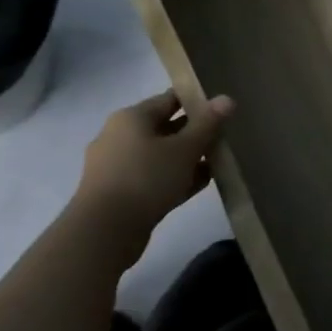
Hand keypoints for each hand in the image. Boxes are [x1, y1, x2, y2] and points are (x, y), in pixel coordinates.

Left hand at [68, 89, 232, 262]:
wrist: (104, 231)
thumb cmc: (146, 178)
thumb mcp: (185, 149)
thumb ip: (208, 123)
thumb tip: (227, 99)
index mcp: (131, 118)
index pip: (170, 99)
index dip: (197, 100)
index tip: (222, 108)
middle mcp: (119, 136)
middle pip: (165, 127)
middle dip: (195, 132)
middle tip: (225, 137)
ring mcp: (117, 166)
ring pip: (160, 155)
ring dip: (188, 158)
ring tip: (218, 162)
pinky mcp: (120, 193)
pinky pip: (154, 177)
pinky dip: (176, 178)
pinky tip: (201, 184)